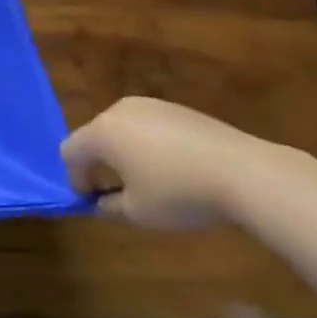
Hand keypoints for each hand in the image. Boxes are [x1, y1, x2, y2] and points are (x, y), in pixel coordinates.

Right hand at [60, 97, 275, 229]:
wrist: (245, 172)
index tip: (92, 201)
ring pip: (123, 129)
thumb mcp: (138, 212)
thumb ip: (109, 207)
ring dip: (126, 152)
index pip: (70, 151)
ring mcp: (151, 105)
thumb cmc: (180, 193)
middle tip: (117, 191)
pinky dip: (152, 145)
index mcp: (102, 132)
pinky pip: (150, 126)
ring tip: (150, 180)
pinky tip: (177, 168)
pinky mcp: (178, 108)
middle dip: (100, 163)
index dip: (74, 177)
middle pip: (95, 136)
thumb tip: (100, 202)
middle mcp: (119, 110)